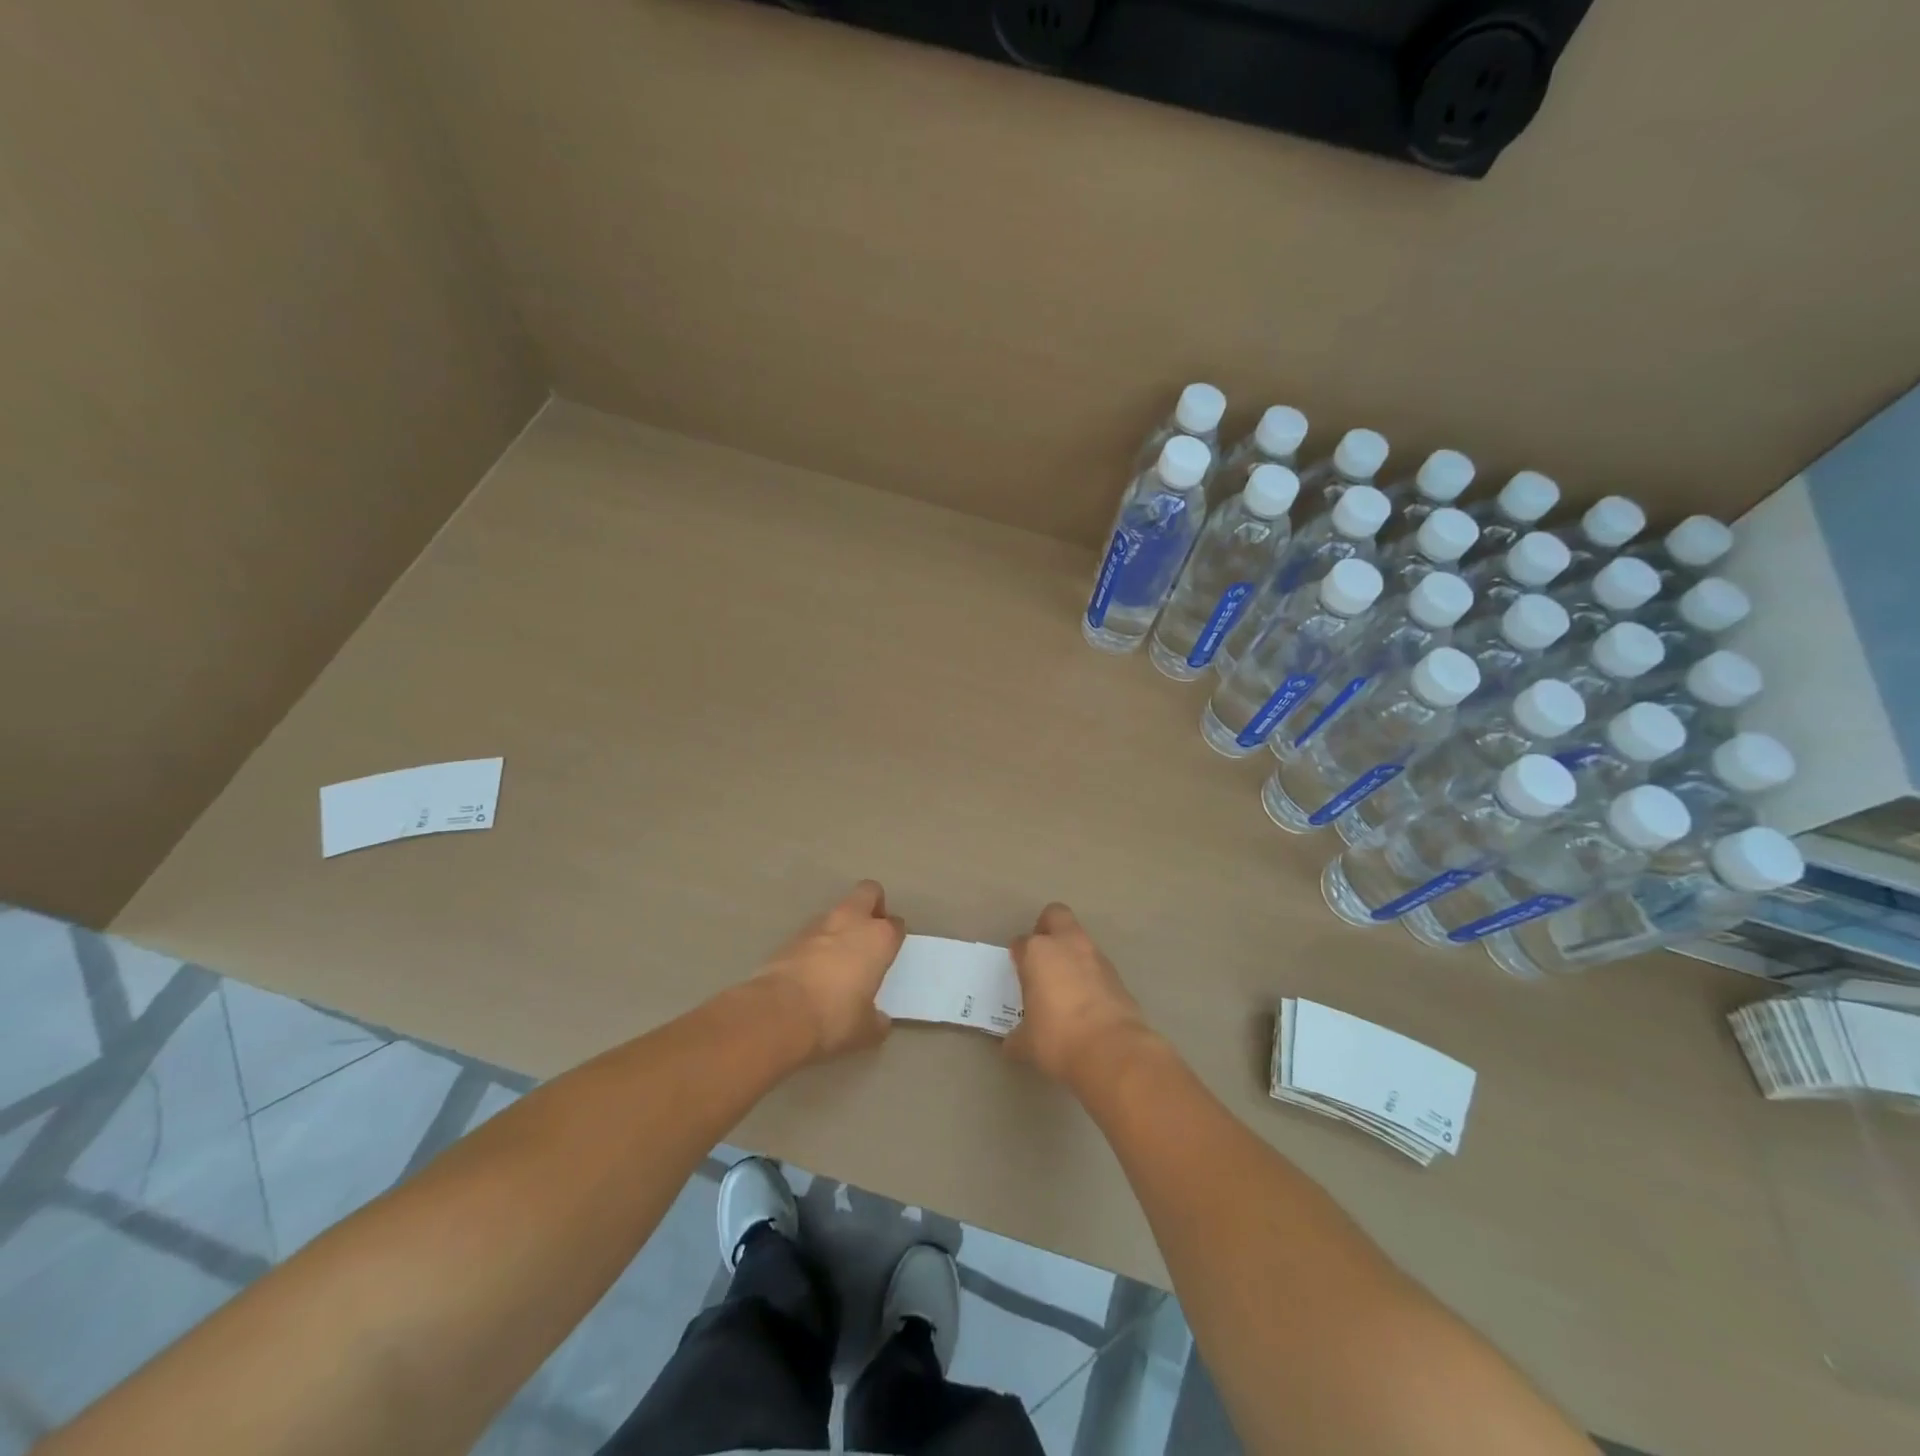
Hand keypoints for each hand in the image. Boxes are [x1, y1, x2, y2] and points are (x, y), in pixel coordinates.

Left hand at [758, 881, 905, 1060]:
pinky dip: (816, 944)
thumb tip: (879, 1020)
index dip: (895, 937)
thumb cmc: (835, 1018)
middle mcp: (852, 922)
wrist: (778, 1014)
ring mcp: (818, 925)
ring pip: (837, 912)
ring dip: (841, 927)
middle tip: (870, 933)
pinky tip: (813, 970)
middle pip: (868, 892)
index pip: (896, 925)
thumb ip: (877, 1020)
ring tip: (838, 957)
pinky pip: (812, 933)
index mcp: (879, 938)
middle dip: (872, 905)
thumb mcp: (865, 1030)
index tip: (891, 953)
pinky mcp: (790, 937)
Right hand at [1006, 903, 1154, 1086]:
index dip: (1018, 958)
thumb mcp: (1026, 1043)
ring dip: (1071, 955)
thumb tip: (1013, 1043)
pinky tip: (1086, 1004)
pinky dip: (1090, 977)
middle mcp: (1067, 945)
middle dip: (1047, 929)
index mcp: (1037, 952)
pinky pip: (1097, 966)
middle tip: (1041, 958)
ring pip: (1080, 940)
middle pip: (1055, 915)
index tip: (1018, 977)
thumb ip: (1017, 1036)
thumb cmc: (1058, 1039)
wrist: (1112, 1051)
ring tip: (1064, 987)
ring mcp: (1096, 957)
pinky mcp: (1118, 975)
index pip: (1020, 943)